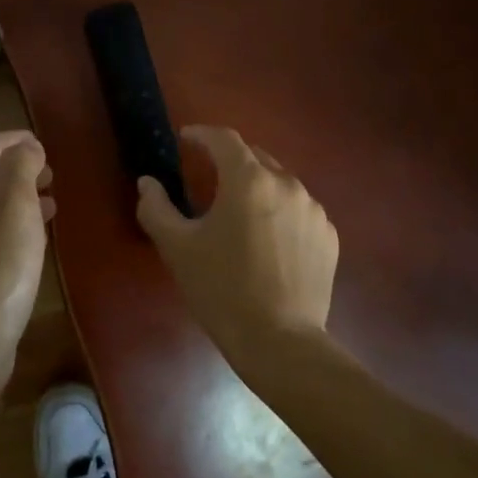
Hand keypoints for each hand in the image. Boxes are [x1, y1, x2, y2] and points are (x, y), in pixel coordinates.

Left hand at [0, 131, 53, 376]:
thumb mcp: (15, 206)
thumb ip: (20, 169)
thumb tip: (25, 147)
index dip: (5, 141)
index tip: (37, 141)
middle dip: (9, 170)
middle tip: (46, 171)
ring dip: (13, 199)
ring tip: (49, 201)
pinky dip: (10, 228)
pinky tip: (34, 241)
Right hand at [135, 125, 337, 360]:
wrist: (280, 342)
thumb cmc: (222, 289)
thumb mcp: (177, 248)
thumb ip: (156, 207)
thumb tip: (147, 182)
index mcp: (249, 180)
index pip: (224, 139)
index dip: (202, 134)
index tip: (186, 138)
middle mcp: (287, 184)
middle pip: (255, 158)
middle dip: (230, 161)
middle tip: (209, 177)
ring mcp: (314, 210)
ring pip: (280, 184)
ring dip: (258, 189)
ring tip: (240, 215)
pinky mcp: (329, 237)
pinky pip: (300, 212)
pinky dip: (281, 214)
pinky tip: (269, 242)